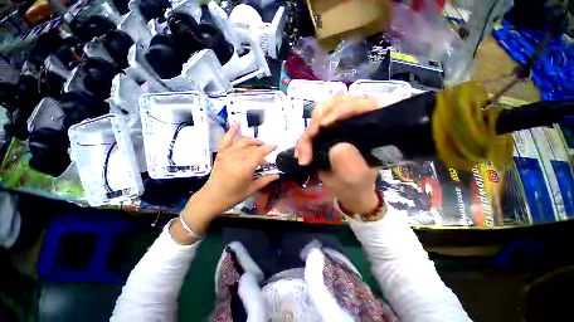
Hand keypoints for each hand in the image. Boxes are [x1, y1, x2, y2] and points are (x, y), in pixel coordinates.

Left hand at [171, 123, 278, 242]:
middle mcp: (236, 158)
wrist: (211, 197)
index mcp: (245, 168)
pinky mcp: (221, 153)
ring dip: (253, 140)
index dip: (268, 148)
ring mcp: (227, 154)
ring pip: (243, 142)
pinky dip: (232, 130)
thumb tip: (277, 174)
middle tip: (266, 153)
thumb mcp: (251, 189)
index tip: (276, 145)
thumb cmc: (233, 196)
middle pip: (252, 148)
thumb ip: (265, 180)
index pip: (259, 153)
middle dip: (261, 148)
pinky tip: (237, 123)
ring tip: (259, 142)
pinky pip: (227, 139)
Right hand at [295, 95, 379, 213]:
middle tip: (306, 143)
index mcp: (370, 127)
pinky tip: (300, 153)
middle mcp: (355, 121)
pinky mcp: (328, 132)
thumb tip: (337, 147)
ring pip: (319, 116)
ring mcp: (340, 125)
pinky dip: (304, 140)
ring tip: (301, 154)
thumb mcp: (354, 178)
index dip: (340, 109)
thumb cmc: (355, 184)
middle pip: (333, 106)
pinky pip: (312, 129)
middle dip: (316, 124)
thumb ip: (349, 164)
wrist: (348, 190)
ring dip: (307, 135)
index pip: (359, 104)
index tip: (323, 126)